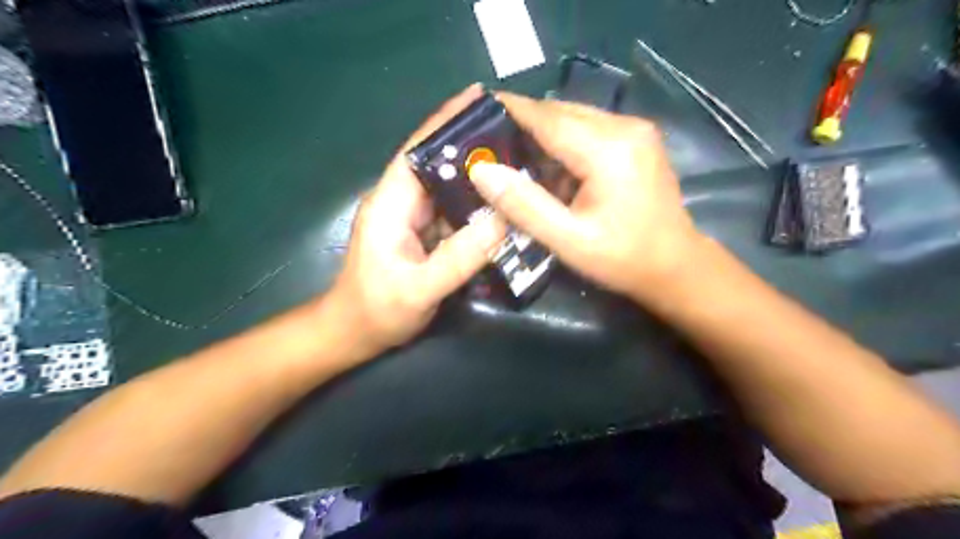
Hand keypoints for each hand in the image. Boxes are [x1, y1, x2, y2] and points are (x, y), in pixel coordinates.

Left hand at [329, 84, 509, 357]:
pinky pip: (452, 211)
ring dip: (476, 175)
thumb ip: (459, 257)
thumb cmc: (377, 312)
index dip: (445, 122)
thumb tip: (502, 220)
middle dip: (470, 145)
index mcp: (390, 204)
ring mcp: (411, 218)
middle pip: (436, 163)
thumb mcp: (419, 289)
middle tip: (513, 132)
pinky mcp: (421, 233)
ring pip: (447, 187)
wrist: (354, 334)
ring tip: (515, 162)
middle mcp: (400, 202)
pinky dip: (474, 204)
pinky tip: (500, 203)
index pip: (417, 151)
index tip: (478, 98)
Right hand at [470, 92, 702, 303]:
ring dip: (543, 134)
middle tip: (488, 142)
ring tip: (512, 155)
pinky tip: (550, 166)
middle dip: (523, 123)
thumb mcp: (567, 240)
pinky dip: (564, 142)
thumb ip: (523, 205)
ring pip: (574, 118)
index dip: (508, 111)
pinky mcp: (637, 140)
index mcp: (608, 149)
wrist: (676, 267)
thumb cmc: (622, 258)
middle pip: (560, 112)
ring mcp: (635, 130)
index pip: (546, 117)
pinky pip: (590, 129)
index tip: (474, 112)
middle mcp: (625, 126)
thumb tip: (481, 170)